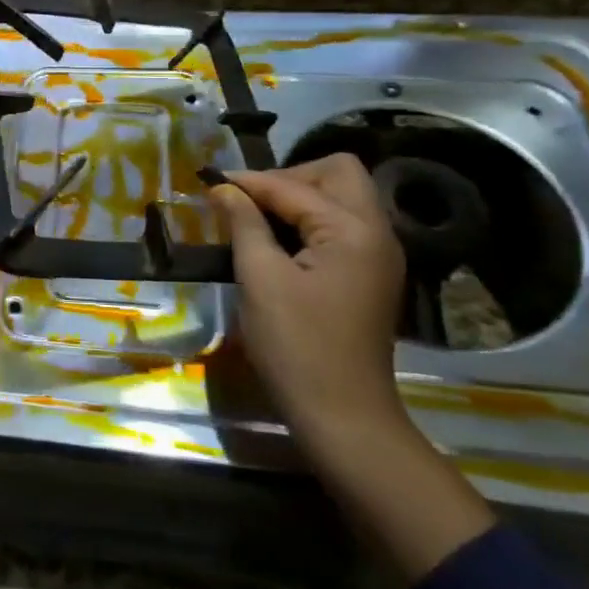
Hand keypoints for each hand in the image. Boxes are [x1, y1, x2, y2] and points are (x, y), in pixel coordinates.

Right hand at [206, 154, 407, 442]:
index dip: (249, 182)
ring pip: (341, 198)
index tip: (209, 182)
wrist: (343, 415)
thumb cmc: (296, 345)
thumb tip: (224, 189)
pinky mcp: (370, 275)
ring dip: (298, 198)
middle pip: (337, 174)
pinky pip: (341, 226)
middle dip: (287, 178)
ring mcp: (378, 255)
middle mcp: (376, 232)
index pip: (295, 185)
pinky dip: (309, 221)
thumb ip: (244, 223)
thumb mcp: (260, 278)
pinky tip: (277, 241)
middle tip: (247, 201)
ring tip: (255, 218)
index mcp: (353, 230)